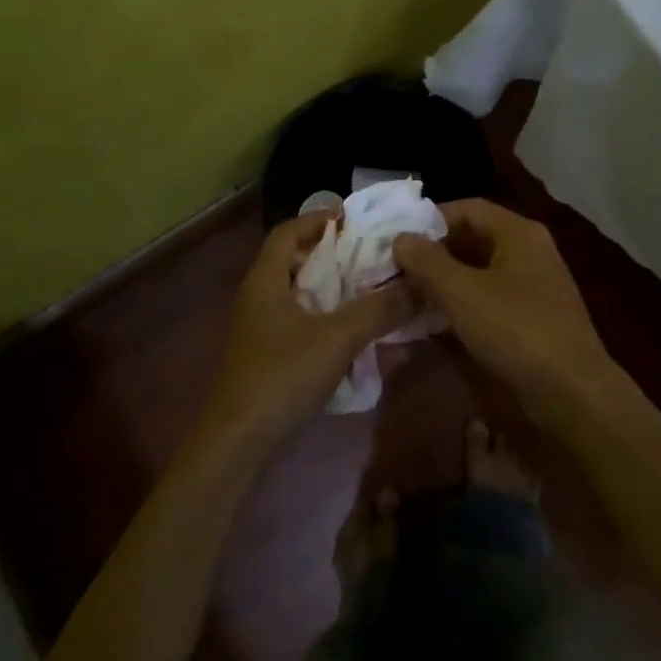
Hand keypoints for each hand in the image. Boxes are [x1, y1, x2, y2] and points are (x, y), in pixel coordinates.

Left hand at [198, 211, 416, 454]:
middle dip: (333, 255)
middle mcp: (259, 297)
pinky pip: (301, 323)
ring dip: (333, 290)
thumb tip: (420, 285)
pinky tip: (355, 334)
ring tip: (371, 289)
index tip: (353, 219)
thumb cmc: (283, 375)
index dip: (317, 218)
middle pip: (295, 261)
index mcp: (266, 280)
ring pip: (301, 295)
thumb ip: (380, 310)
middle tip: (371, 255)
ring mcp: (261, 329)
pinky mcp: (268, 356)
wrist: (240, 441)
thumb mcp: (338, 337)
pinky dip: (327, 320)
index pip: (287, 231)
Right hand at [394, 199, 620, 429]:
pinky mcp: (532, 316)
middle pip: (473, 237)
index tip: (397, 241)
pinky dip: (462, 302)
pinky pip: (490, 296)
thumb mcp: (462, 292)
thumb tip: (400, 238)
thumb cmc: (515, 330)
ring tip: (409, 295)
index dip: (430, 220)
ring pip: (479, 270)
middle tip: (397, 270)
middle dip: (434, 253)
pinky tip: (436, 320)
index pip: (467, 208)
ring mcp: (533, 284)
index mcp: (518, 233)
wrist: (572, 392)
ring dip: (445, 280)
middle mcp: (528, 250)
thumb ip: (427, 262)